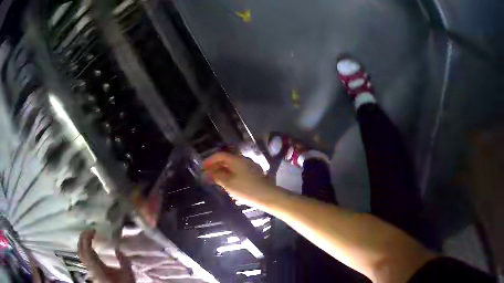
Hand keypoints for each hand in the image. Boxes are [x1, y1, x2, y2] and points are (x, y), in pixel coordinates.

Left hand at [78, 230, 134, 282]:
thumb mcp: (128, 274)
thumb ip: (123, 262)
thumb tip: (117, 249)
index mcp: (99, 269)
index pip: (87, 251)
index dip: (87, 238)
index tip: (93, 231)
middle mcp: (91, 269)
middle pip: (80, 251)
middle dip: (82, 238)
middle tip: (89, 230)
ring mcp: (89, 270)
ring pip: (80, 254)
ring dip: (82, 243)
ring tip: (88, 236)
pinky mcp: (90, 270)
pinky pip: (83, 257)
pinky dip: (83, 248)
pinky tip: (89, 246)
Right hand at [203, 152, 279, 208]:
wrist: (268, 196)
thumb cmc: (246, 189)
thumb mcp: (228, 183)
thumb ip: (217, 176)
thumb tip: (208, 173)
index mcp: (236, 159)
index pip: (219, 155)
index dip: (209, 161)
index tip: (202, 168)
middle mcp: (243, 160)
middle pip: (226, 160)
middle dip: (215, 167)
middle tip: (207, 176)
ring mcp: (250, 166)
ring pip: (233, 166)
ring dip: (223, 171)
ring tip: (216, 180)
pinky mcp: (254, 173)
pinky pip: (239, 171)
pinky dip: (231, 174)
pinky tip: (228, 183)